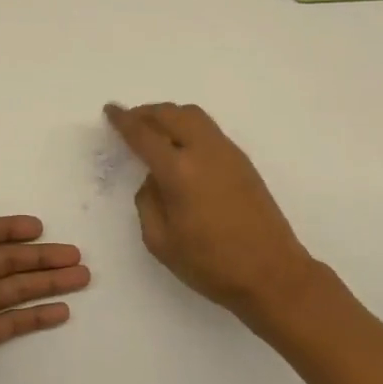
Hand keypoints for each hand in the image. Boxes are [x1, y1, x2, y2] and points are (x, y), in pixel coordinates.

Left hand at [0, 169, 89, 383]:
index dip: (10, 229)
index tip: (40, 228)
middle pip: (7, 262)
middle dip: (41, 258)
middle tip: (77, 256)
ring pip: (16, 289)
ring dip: (48, 282)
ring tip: (83, 278)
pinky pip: (14, 320)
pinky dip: (38, 314)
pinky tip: (64, 311)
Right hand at [106, 102, 327, 327]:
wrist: (272, 273)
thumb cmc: (211, 264)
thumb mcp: (161, 241)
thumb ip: (148, 202)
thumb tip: (154, 180)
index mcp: (178, 171)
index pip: (144, 134)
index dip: (124, 121)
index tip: (110, 110)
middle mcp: (204, 152)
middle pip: (171, 113)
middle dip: (146, 112)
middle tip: (130, 120)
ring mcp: (228, 153)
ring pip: (194, 116)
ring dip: (170, 115)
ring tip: (154, 129)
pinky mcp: (243, 162)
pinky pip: (209, 130)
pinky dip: (188, 126)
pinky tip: (181, 147)